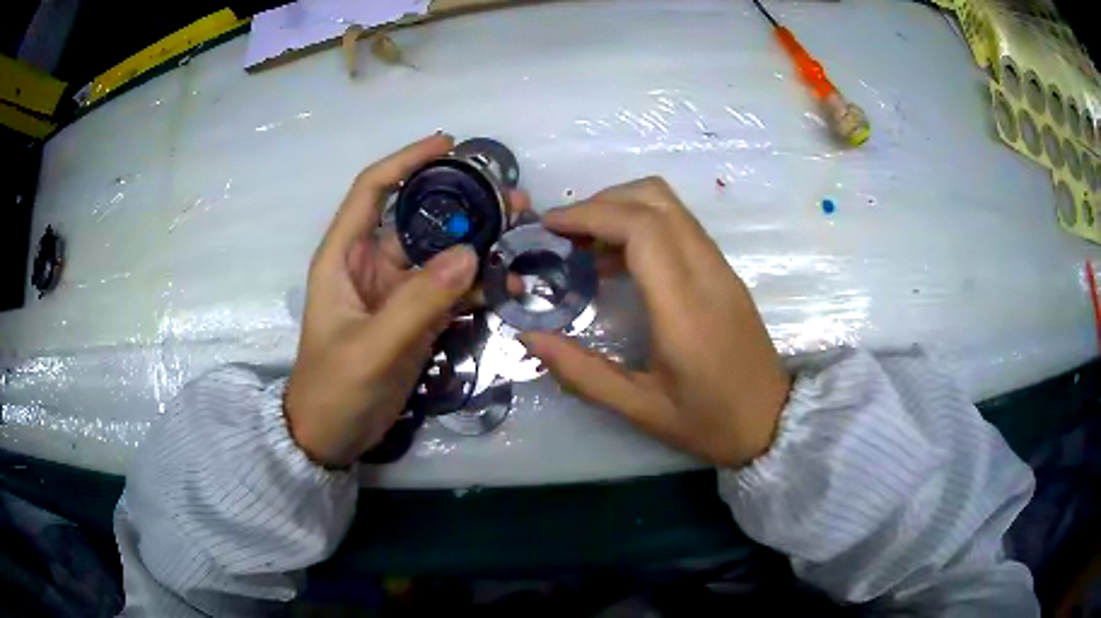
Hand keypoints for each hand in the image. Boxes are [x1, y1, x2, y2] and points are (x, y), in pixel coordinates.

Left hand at [284, 135, 494, 466]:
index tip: (449, 144)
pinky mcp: (413, 316)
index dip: (407, 161)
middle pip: (417, 217)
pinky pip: (448, 289)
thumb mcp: (372, 348)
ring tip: (521, 235)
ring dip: (478, 243)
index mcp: (344, 257)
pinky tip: (507, 284)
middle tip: (511, 199)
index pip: (372, 189)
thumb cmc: (335, 388)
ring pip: (439, 253)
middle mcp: (370, 264)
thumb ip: (418, 302)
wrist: (332, 436)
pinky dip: (476, 284)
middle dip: (462, 203)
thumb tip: (470, 254)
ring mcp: (395, 291)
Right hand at [521, 178, 790, 468]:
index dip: (591, 215)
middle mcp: (707, 273)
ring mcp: (721, 268)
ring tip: (585, 246)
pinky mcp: (725, 272)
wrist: (772, 421)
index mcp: (684, 307)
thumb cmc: (708, 421)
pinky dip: (643, 225)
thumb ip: (581, 372)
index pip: (641, 228)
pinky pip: (681, 226)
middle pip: (656, 198)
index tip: (551, 226)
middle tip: (564, 233)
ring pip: (671, 206)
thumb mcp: (639, 410)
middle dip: (602, 202)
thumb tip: (529, 338)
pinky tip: (619, 262)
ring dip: (623, 209)